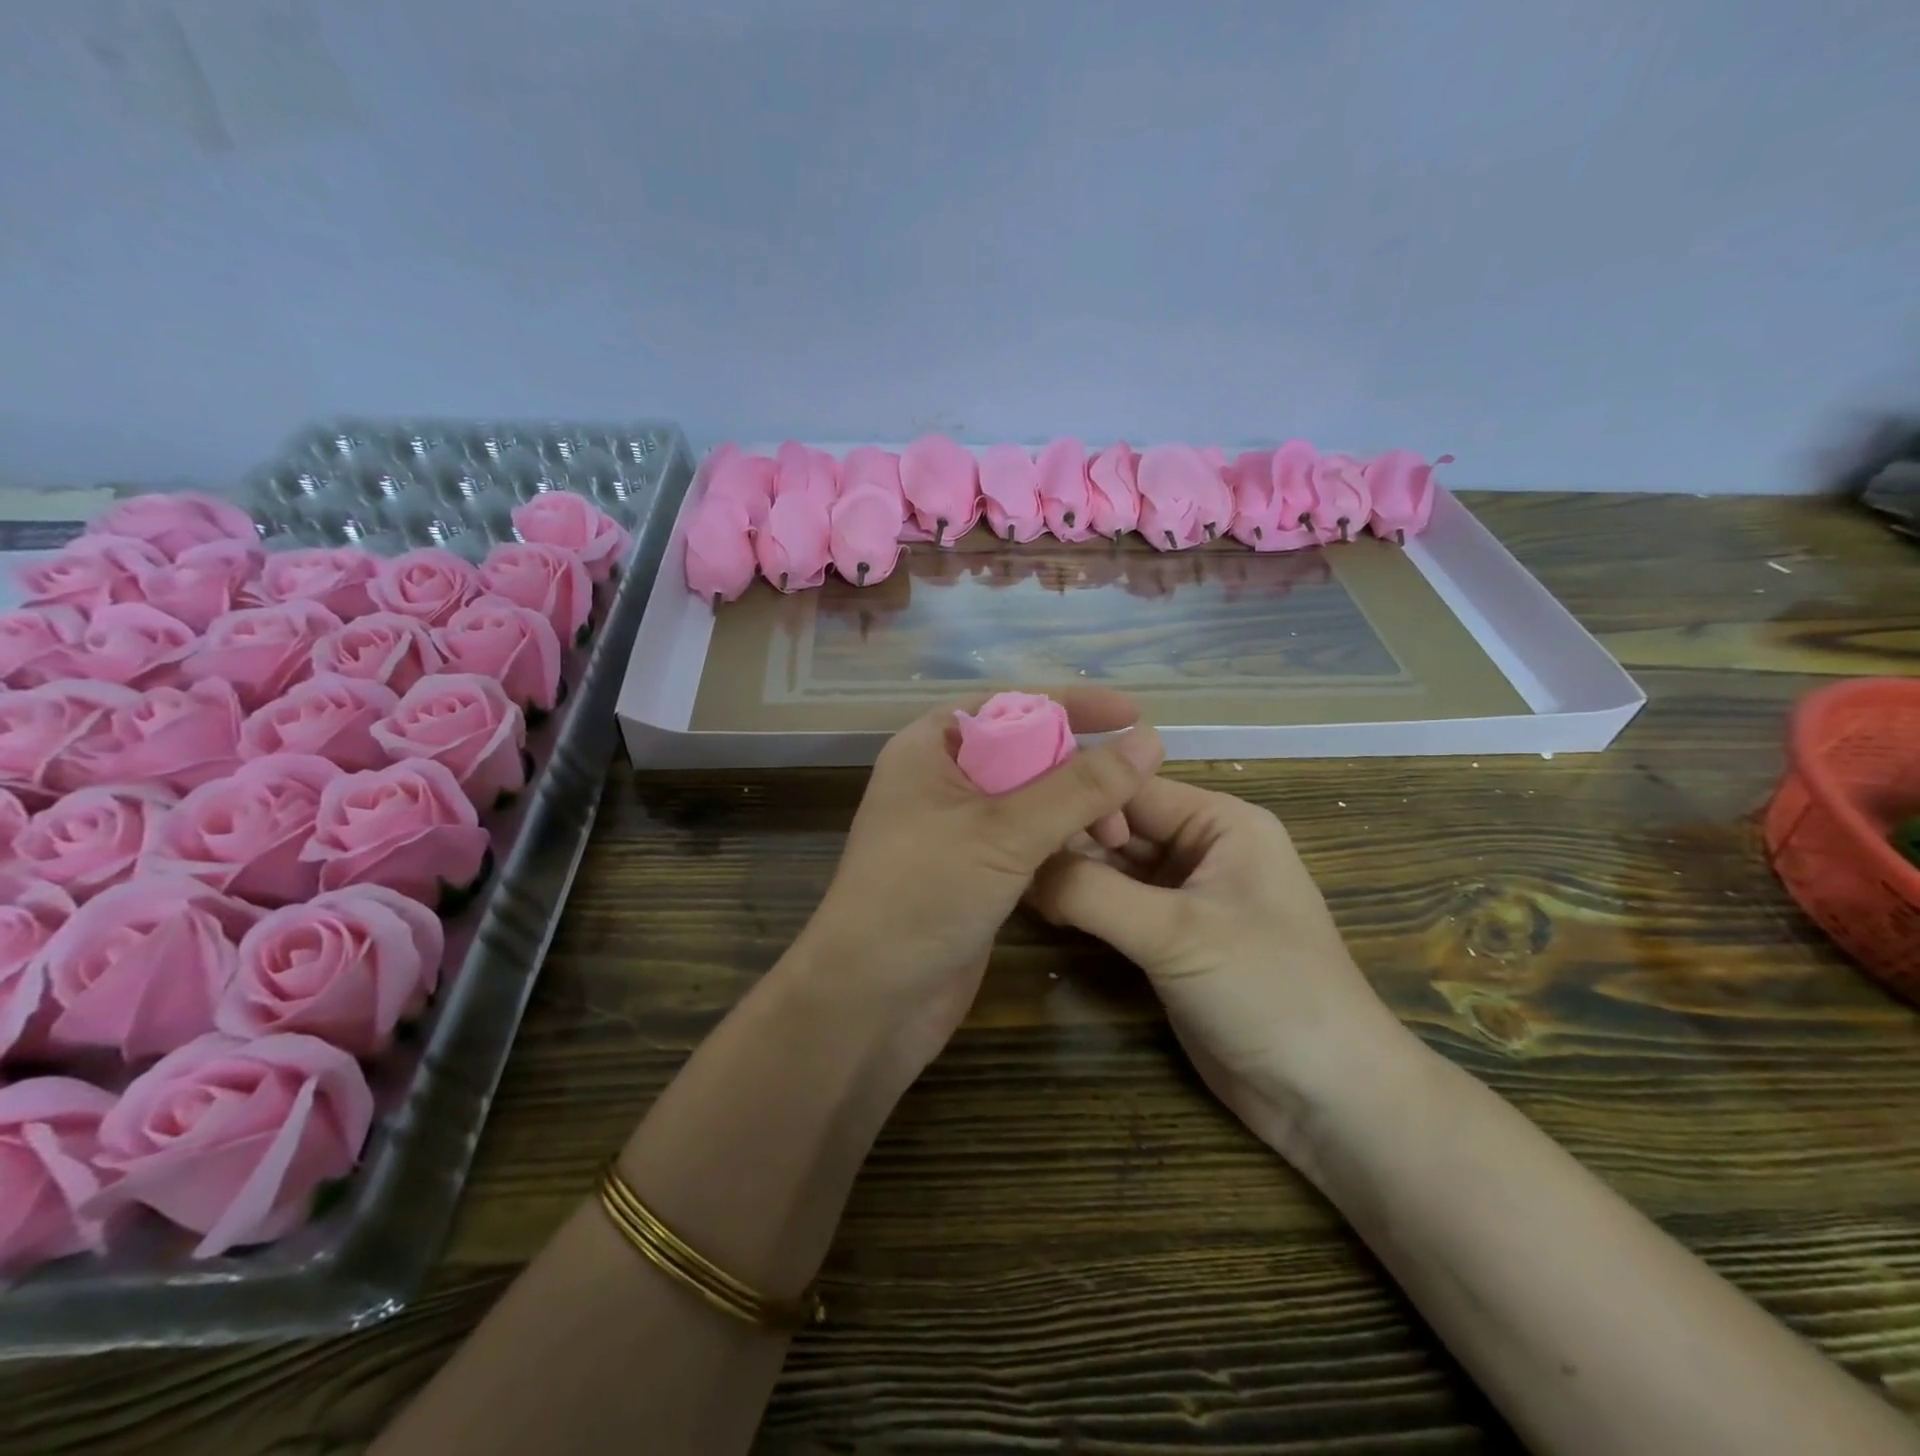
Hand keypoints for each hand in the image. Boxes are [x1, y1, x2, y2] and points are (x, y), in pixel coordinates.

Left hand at [796, 689, 1163, 1077]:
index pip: (1010, 705)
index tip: (1132, 712)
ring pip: (1031, 800)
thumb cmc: (924, 895)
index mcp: (931, 747)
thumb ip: (1080, 786)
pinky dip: (1060, 843)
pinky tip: (1094, 859)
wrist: (870, 1002)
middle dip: (1080, 768)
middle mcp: (942, 780)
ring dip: (1076, 811)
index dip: (1071, 704)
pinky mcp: (972, 872)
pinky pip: (1026, 840)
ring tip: (1116, 841)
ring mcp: (956, 829)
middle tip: (1129, 802)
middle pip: (1026, 752)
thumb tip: (1149, 739)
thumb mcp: (1005, 831)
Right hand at [1028, 777, 1417, 1154]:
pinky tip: (1040, 909)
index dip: (1074, 797)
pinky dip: (1083, 907)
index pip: (1131, 789)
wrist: (1325, 1098)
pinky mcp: (1170, 939)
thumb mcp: (1176, 933)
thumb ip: (1092, 893)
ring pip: (1112, 869)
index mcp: (1220, 823)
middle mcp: (1202, 848)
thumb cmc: (1266, 991)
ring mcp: (1185, 897)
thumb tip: (1020, 866)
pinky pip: (1117, 907)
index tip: (1012, 812)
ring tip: (1008, 878)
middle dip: (1066, 839)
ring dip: (1069, 875)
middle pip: (1118, 827)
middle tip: (1001, 852)